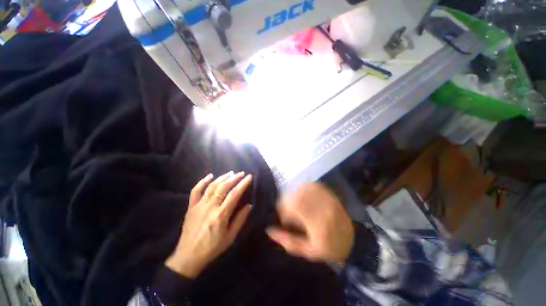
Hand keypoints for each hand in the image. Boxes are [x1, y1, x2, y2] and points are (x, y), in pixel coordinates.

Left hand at [166, 172, 251, 277]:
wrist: (188, 257)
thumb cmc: (212, 248)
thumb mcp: (230, 237)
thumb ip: (240, 220)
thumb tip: (249, 205)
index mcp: (221, 215)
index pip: (234, 194)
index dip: (243, 184)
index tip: (249, 177)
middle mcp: (210, 207)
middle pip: (223, 187)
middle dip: (234, 178)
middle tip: (241, 173)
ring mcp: (199, 205)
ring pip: (212, 186)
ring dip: (222, 177)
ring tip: (231, 173)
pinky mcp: (191, 207)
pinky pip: (196, 191)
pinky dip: (202, 181)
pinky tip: (210, 175)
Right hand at [267, 183, 353, 262]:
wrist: (351, 238)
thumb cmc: (329, 248)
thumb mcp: (308, 251)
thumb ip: (288, 241)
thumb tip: (269, 230)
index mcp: (319, 222)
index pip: (295, 206)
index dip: (284, 211)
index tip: (284, 220)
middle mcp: (323, 205)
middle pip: (297, 194)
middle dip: (287, 202)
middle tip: (288, 212)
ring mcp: (326, 196)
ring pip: (302, 187)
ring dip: (293, 195)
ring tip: (295, 206)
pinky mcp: (328, 191)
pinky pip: (310, 185)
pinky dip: (302, 190)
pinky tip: (302, 198)